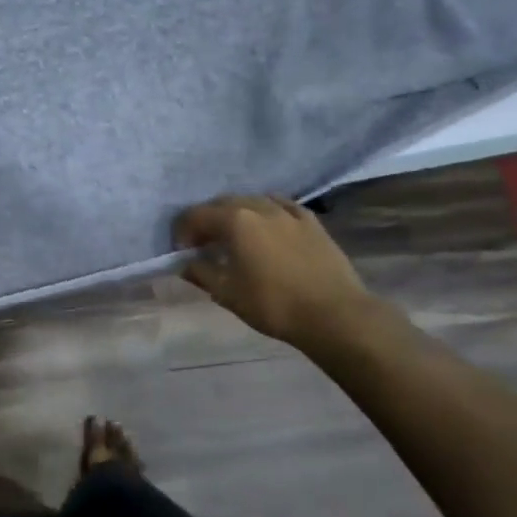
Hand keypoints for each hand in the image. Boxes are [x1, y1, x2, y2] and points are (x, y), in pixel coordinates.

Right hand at [174, 194, 373, 349]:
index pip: (196, 215)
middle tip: (203, 244)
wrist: (335, 315)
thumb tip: (187, 265)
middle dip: (208, 220)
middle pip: (223, 203)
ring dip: (236, 213)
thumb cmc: (274, 304)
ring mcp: (289, 212)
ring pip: (253, 201)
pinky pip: (282, 206)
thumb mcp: (227, 294)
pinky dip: (267, 211)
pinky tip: (268, 224)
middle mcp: (259, 207)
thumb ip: (202, 274)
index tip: (181, 251)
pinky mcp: (312, 222)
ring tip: (235, 235)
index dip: (183, 231)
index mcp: (235, 221)